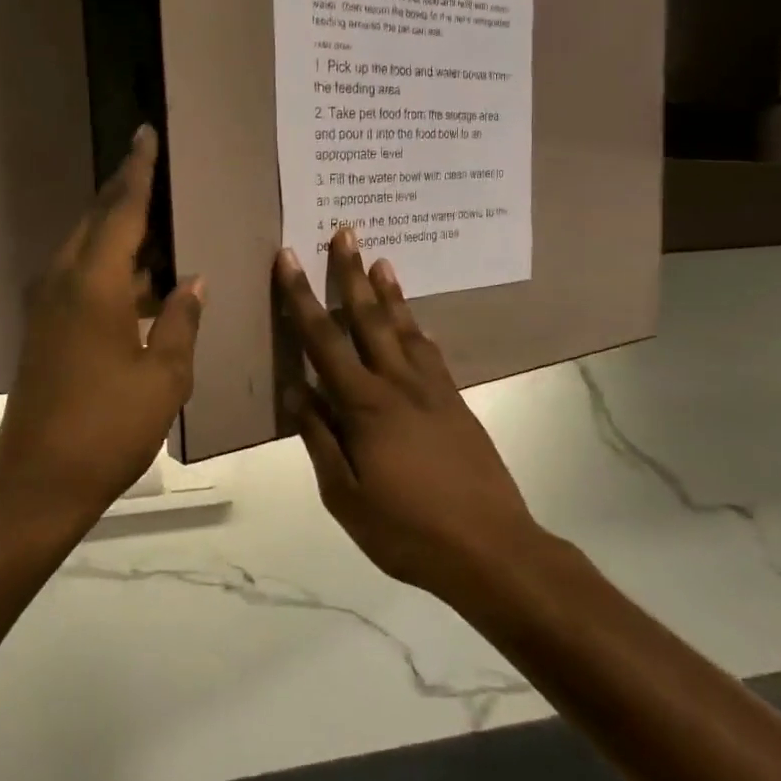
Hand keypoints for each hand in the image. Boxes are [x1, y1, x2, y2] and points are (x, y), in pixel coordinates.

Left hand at [0, 126, 203, 527]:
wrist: (40, 482)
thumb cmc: (110, 427)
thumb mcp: (165, 376)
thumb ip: (181, 321)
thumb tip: (192, 283)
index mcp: (94, 285)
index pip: (121, 211)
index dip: (138, 172)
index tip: (146, 134)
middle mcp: (63, 284)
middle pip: (96, 222)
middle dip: (125, 195)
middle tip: (157, 172)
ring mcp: (48, 309)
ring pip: (86, 251)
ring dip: (118, 235)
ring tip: (161, 226)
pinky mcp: (45, 332)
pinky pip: (80, 280)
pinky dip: (110, 269)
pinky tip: (143, 284)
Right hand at [276, 229, 542, 593]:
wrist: (491, 548)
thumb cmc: (407, 530)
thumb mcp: (347, 496)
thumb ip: (320, 439)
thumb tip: (297, 391)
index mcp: (366, 406)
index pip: (324, 340)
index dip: (302, 297)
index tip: (289, 259)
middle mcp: (400, 385)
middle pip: (370, 318)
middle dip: (350, 274)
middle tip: (344, 232)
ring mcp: (434, 391)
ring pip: (405, 329)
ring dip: (390, 293)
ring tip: (380, 261)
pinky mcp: (457, 403)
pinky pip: (432, 354)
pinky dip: (418, 330)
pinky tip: (415, 323)